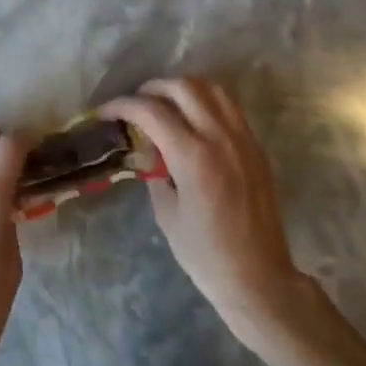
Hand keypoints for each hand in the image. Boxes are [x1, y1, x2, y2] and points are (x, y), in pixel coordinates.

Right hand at [102, 78, 331, 349]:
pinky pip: (229, 105)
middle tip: (135, 104)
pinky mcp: (255, 146)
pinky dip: (205, 100)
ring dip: (182, 88)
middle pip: (182, 87)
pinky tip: (192, 118)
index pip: (151, 111)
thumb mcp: (166, 213)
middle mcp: (219, 137)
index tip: (106, 113)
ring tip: (164, 104)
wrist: (259, 278)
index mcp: (193, 156)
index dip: (122, 105)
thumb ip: (154, 171)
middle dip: (152, 89)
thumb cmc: (205, 254)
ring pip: (211, 88)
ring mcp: (242, 138)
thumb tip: (146, 149)